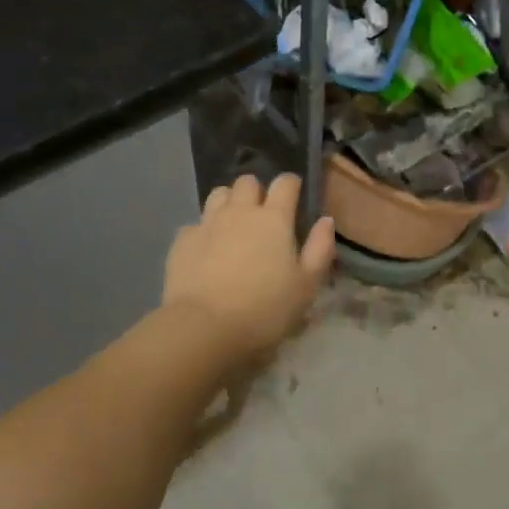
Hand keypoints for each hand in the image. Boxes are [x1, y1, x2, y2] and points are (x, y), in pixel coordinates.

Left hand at [163, 174, 335, 363]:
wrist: (204, 327)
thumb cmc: (264, 309)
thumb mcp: (305, 286)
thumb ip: (319, 249)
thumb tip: (326, 220)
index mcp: (273, 218)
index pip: (285, 183)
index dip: (291, 184)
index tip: (294, 195)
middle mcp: (240, 211)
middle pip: (248, 182)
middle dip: (256, 191)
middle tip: (261, 215)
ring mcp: (208, 222)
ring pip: (219, 194)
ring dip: (228, 202)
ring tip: (232, 225)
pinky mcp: (183, 239)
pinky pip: (195, 224)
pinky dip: (203, 232)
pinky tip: (205, 251)